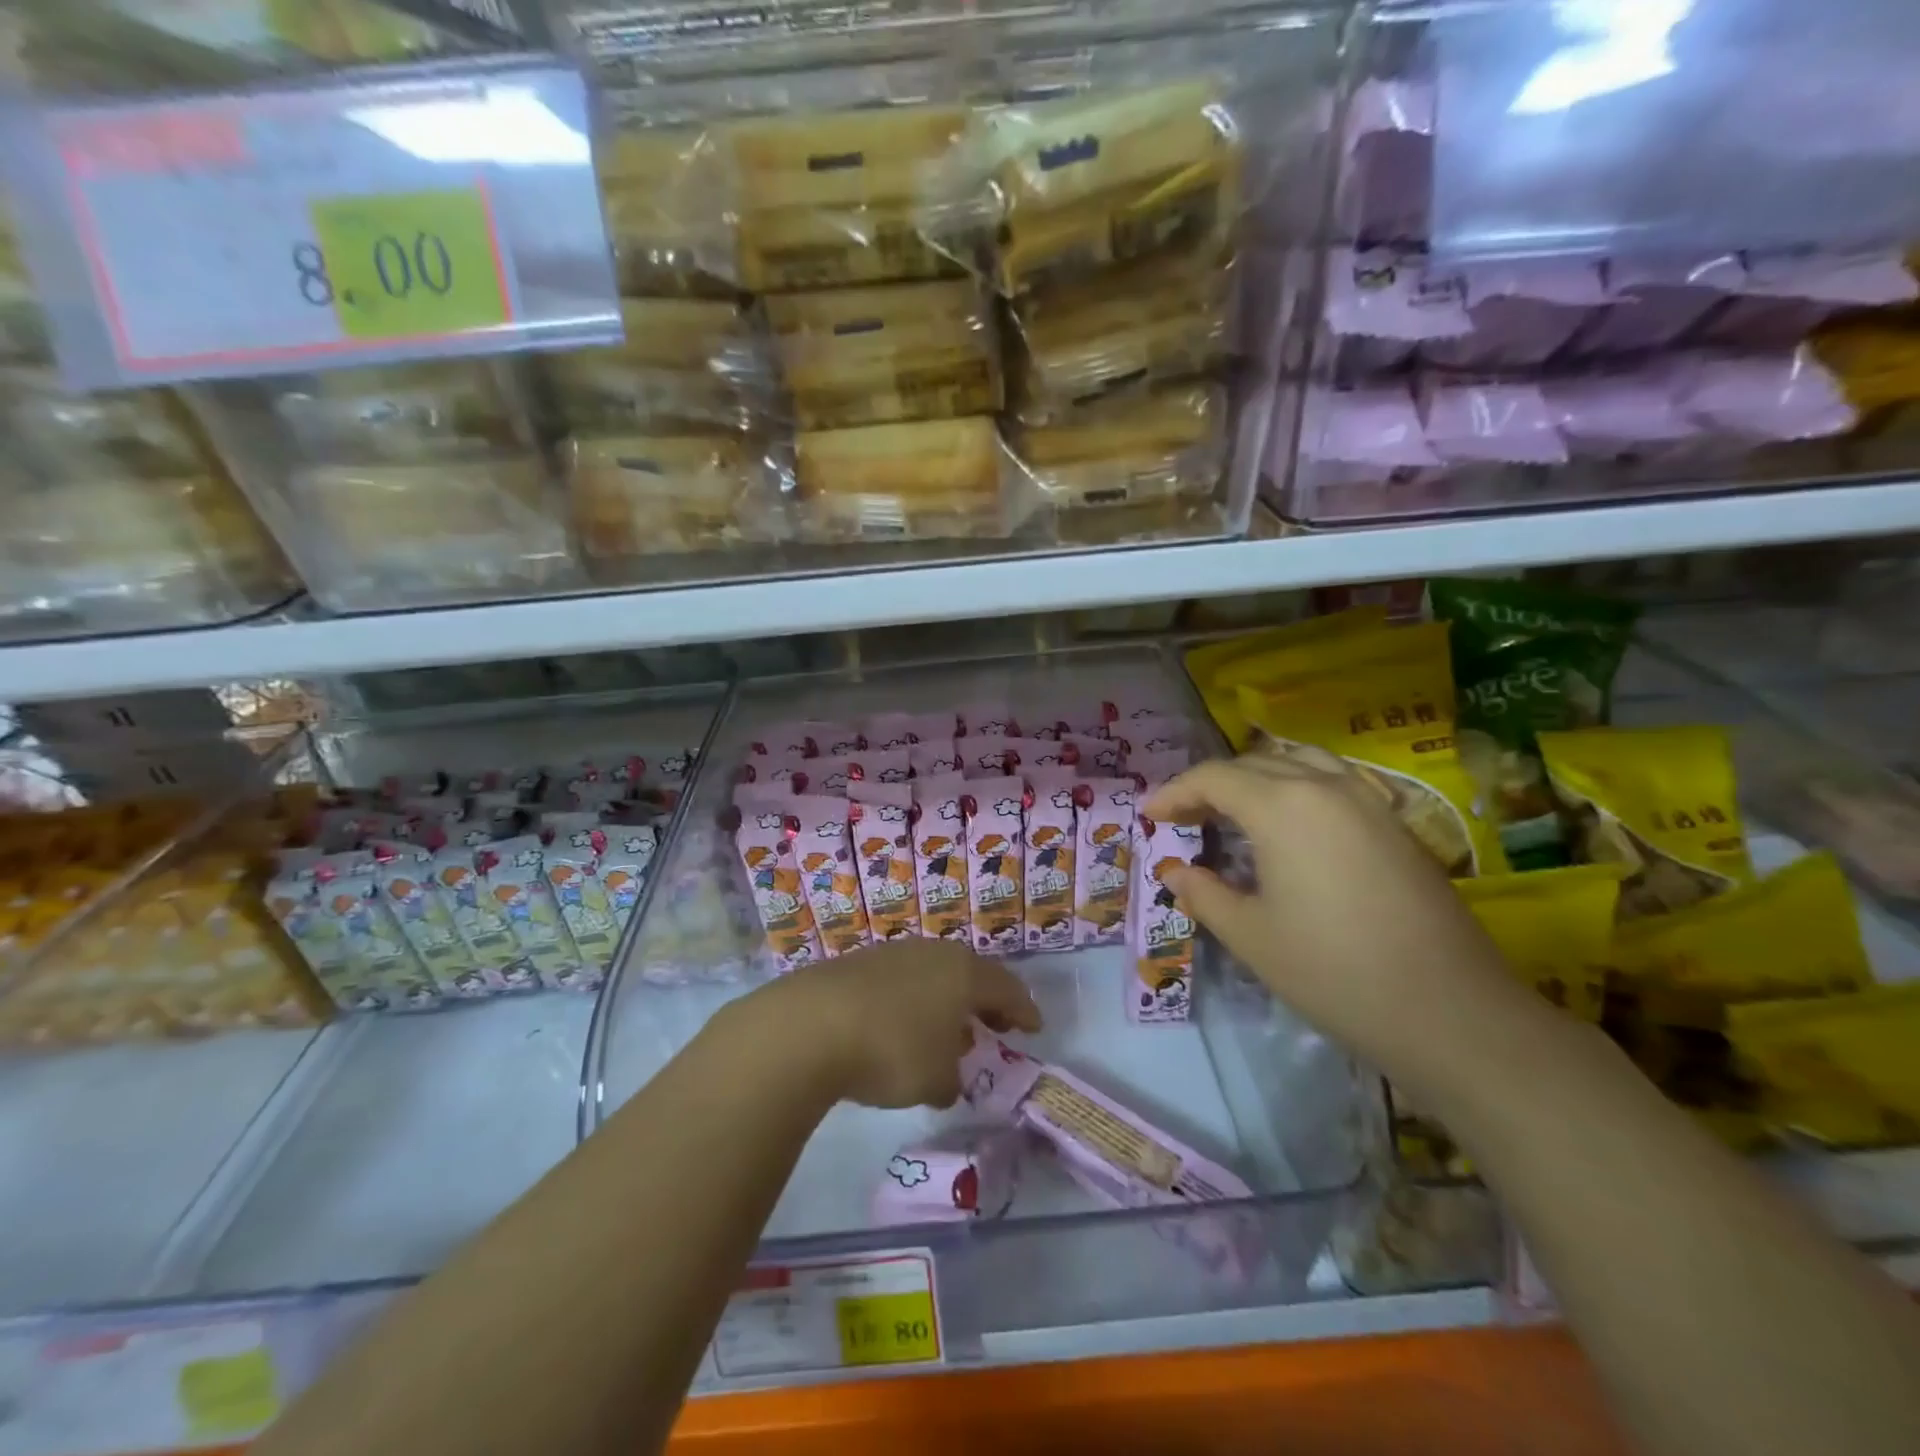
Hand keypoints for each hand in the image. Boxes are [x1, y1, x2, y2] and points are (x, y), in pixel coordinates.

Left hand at [726, 942, 1042, 1109]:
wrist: (810, 1024)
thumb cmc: (892, 1050)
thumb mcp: (935, 1079)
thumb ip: (952, 1079)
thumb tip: (948, 1077)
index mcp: (963, 973)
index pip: (1006, 987)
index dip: (1023, 1009)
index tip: (1034, 1027)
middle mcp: (932, 953)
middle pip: (970, 975)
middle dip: (984, 1003)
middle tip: (995, 1026)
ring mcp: (893, 954)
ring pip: (933, 976)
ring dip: (945, 1003)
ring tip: (947, 1032)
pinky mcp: (857, 964)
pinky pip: (900, 982)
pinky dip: (912, 1003)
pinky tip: (900, 1028)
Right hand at [1143, 752, 1540, 1091]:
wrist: (1451, 1012)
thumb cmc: (1333, 971)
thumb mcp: (1250, 935)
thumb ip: (1203, 893)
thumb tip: (1173, 871)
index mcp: (1283, 805)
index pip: (1214, 777)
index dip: (1174, 793)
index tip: (1150, 817)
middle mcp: (1325, 787)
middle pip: (1254, 763)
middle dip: (1210, 784)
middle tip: (1183, 817)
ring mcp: (1368, 801)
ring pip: (1298, 763)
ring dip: (1256, 777)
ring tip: (1233, 809)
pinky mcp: (1395, 824)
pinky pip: (1332, 782)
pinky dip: (1295, 787)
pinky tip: (1290, 825)